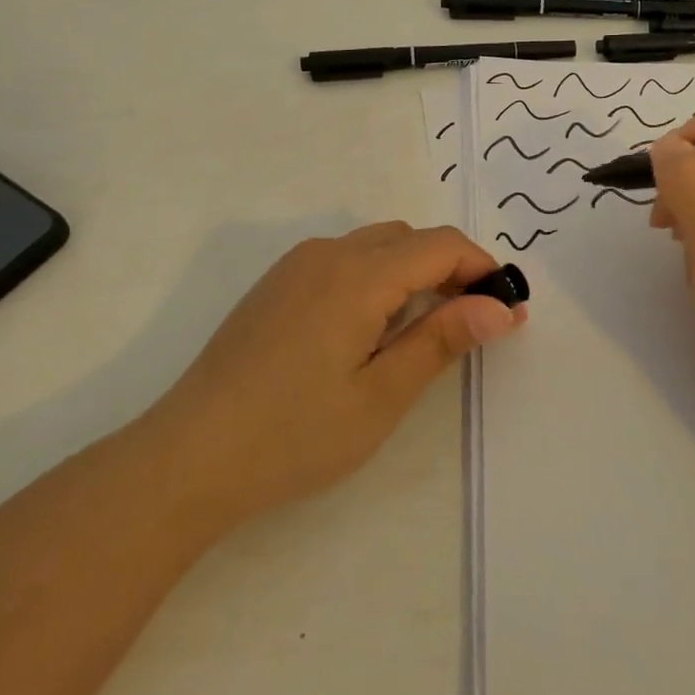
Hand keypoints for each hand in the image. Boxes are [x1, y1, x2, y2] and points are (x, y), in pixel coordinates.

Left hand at [151, 222, 526, 529]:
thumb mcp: (380, 395)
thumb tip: (499, 306)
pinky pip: (341, 259)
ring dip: (410, 271)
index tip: (505, 309)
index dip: (481, 268)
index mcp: (358, 274)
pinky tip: (364, 331)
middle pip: (408, 238)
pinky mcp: (275, 284)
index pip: (440, 244)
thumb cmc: (295, 434)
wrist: (189, 455)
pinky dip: (374, 277)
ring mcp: (295, 265)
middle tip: (467, 324)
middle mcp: (327, 253)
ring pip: (374, 245)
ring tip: (418, 332)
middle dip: (448, 268)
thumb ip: (442, 340)